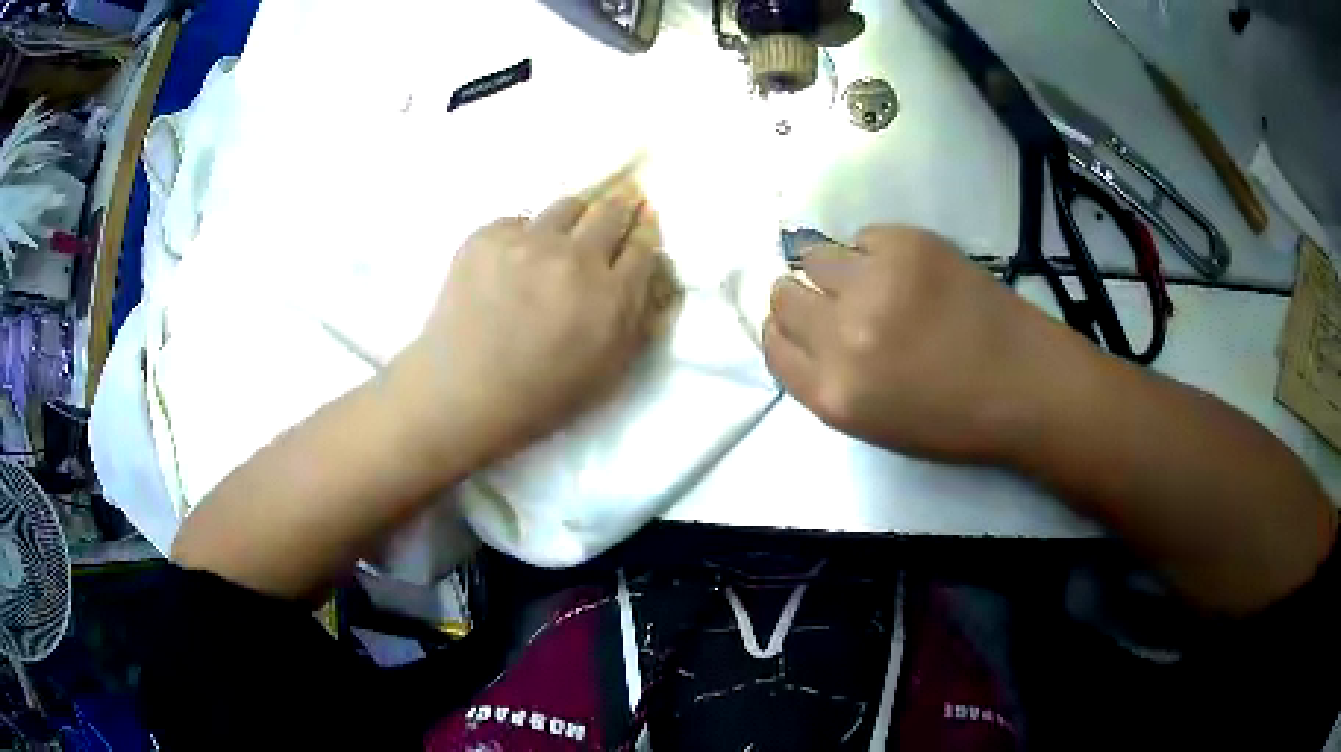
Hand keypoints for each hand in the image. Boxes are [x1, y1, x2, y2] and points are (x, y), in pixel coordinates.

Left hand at [392, 191, 665, 466]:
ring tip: (563, 239)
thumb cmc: (542, 395)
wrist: (463, 393)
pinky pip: (520, 221)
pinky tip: (514, 264)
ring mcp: (527, 242)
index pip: (643, 245)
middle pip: (611, 210)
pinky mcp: (487, 237)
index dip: (644, 235)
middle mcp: (574, 258)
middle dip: (620, 209)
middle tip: (616, 212)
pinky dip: (525, 237)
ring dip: (575, 219)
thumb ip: (638, 317)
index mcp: (611, 296)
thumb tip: (651, 272)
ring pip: (567, 206)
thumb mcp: (610, 370)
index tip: (641, 230)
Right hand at [763, 225, 1087, 463]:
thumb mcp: (874, 424)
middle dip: (802, 297)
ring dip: (834, 270)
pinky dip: (874, 252)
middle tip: (836, 302)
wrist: (1026, 386)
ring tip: (872, 282)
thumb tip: (803, 330)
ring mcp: (876, 282)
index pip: (774, 346)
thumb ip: (826, 380)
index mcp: (834, 394)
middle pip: (784, 294)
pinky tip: (907, 272)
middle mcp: (843, 336)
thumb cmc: (954, 418)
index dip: (784, 332)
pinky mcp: (908, 244)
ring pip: (815, 256)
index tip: (802, 327)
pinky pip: (862, 236)